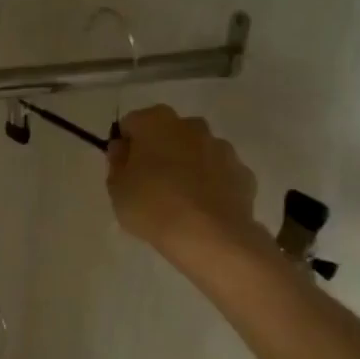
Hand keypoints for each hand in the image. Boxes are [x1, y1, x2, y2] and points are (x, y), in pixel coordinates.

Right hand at [107, 104, 264, 261]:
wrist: (210, 236)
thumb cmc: (153, 206)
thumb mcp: (117, 189)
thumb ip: (117, 163)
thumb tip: (123, 148)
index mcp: (156, 122)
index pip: (132, 124)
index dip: (126, 146)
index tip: (124, 170)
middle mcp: (191, 125)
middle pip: (168, 133)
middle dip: (159, 151)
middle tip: (150, 184)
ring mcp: (222, 148)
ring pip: (197, 151)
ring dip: (187, 166)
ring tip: (179, 201)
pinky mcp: (243, 173)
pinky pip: (219, 173)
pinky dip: (211, 185)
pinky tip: (203, 210)